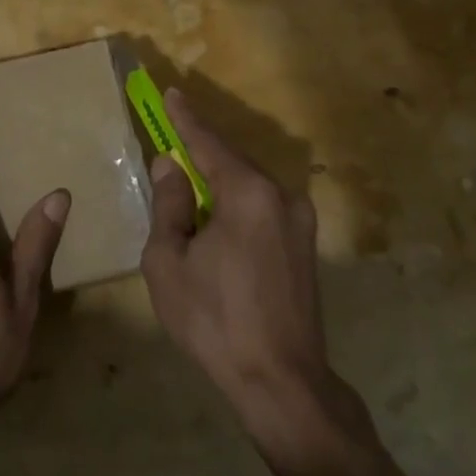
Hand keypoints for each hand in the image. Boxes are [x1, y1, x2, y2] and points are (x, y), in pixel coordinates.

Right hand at [141, 88, 355, 461]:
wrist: (281, 381)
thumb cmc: (214, 320)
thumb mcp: (170, 261)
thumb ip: (170, 205)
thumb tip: (171, 166)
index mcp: (249, 194)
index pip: (209, 144)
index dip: (186, 119)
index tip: (171, 93)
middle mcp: (282, 197)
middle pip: (233, 163)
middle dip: (201, 155)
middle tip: (172, 145)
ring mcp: (300, 222)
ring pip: (250, 188)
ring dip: (219, 185)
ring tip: (189, 193)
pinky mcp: (305, 247)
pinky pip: (263, 210)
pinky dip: (237, 207)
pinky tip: (217, 225)